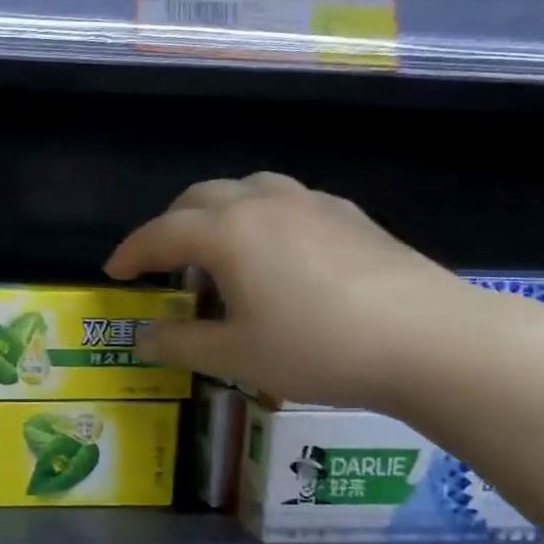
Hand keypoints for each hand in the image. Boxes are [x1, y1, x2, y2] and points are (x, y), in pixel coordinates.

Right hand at [104, 173, 468, 408]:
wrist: (430, 339)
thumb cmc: (318, 347)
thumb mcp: (236, 356)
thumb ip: (180, 344)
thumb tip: (142, 337)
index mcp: (228, 232)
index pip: (161, 233)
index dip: (131, 252)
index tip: (113, 272)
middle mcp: (263, 204)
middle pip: (200, 197)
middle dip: (170, 225)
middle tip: (160, 261)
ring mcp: (311, 203)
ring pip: (246, 187)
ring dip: (216, 211)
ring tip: (215, 247)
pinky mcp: (349, 215)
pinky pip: (286, 199)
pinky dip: (260, 215)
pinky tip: (275, 251)